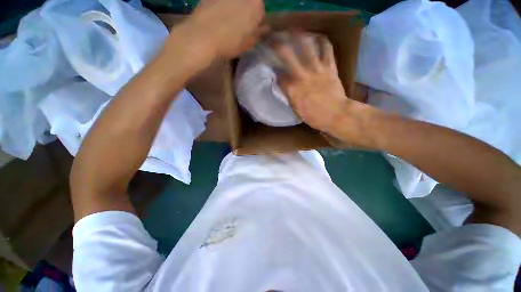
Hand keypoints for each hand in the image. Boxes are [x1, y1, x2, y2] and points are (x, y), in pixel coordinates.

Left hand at [188, 0, 266, 58]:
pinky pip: (220, 2)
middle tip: (237, 24)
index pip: (260, 10)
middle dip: (244, 11)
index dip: (255, 20)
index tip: (249, 29)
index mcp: (256, 6)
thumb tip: (265, 28)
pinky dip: (219, 6)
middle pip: (248, 2)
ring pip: (234, 2)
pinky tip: (214, 16)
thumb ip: (257, 34)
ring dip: (232, 8)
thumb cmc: (229, 43)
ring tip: (224, 21)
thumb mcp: (247, 44)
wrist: (203, 36)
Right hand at [273, 33, 350, 133]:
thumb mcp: (296, 110)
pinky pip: (327, 49)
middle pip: (287, 56)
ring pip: (307, 47)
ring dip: (299, 37)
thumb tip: (284, 87)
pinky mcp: (330, 67)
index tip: (273, 68)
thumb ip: (289, 96)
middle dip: (278, 46)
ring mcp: (316, 69)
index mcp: (292, 90)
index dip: (274, 71)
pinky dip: (322, 41)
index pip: (279, 76)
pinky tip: (318, 38)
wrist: (336, 114)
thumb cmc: (314, 117)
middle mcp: (302, 76)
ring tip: (295, 33)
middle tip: (274, 41)